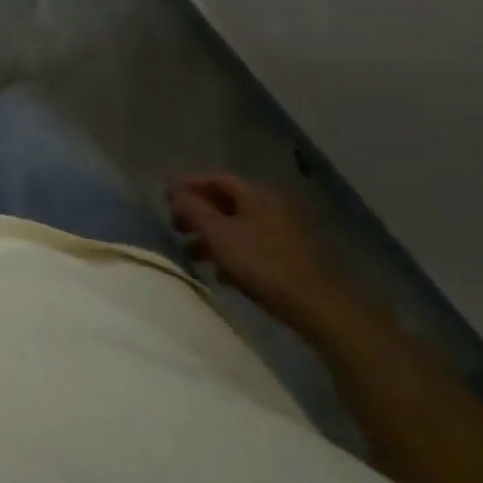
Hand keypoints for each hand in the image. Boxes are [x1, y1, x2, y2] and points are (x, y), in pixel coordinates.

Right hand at [165, 171, 361, 334]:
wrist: (318, 304)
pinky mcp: (290, 254)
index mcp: (255, 193)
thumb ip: (193, 211)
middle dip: (198, 212)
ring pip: (238, 224)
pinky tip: (221, 273)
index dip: (187, 184)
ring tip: (192, 254)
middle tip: (175, 226)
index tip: (165, 198)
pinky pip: (252, 243)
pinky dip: (232, 251)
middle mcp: (271, 204)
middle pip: (226, 200)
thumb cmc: (262, 263)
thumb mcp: (218, 235)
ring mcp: (284, 229)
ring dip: (212, 235)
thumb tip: (177, 195)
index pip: (215, 178)